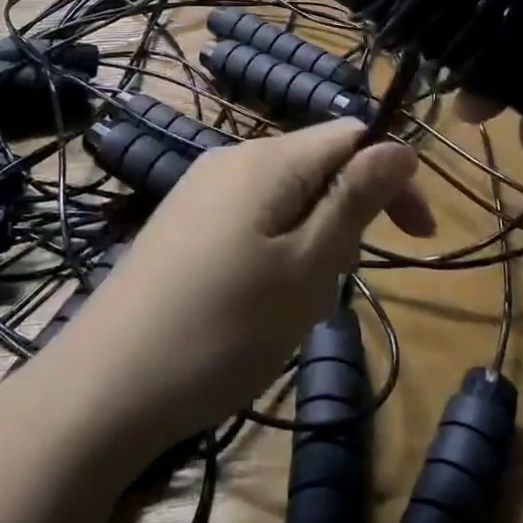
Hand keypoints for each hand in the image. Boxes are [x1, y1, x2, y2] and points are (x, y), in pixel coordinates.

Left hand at [49, 121, 427, 452]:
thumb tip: (398, 146)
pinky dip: (275, 245)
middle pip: (315, 162)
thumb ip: (354, 200)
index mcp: (266, 159)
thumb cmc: (223, 329)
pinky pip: (248, 215)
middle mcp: (229, 158)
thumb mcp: (307, 269)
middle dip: (350, 210)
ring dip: (313, 235)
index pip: (350, 136)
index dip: (393, 177)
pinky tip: (257, 298)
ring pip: (284, 193)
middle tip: (345, 281)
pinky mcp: (179, 223)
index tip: (418, 238)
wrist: (104, 386)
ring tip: (299, 300)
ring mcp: (197, 190)